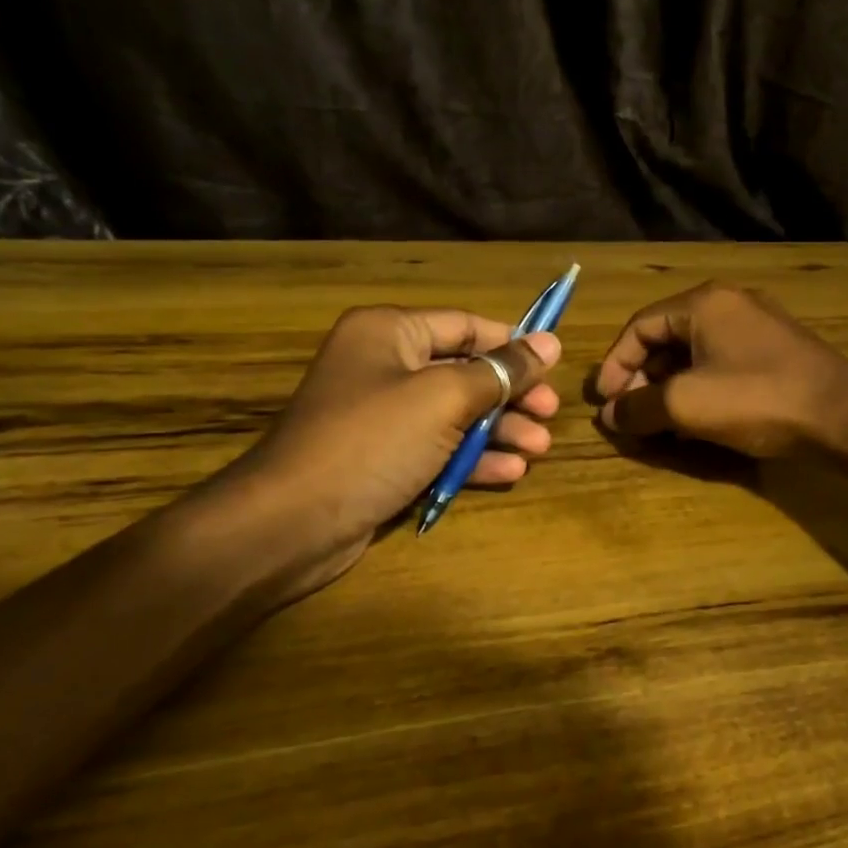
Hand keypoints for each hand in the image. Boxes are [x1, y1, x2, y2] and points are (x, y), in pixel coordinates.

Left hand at [213, 306, 560, 595]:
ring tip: (538, 450)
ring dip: (499, 431)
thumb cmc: (372, 441)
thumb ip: (501, 371)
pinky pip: (438, 448)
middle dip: (510, 395)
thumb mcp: (445, 399)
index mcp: (389, 332)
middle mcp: (384, 366)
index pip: (465, 325)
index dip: (512, 343)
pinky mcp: (385, 459)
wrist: (293, 523)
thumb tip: (550, 342)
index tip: (553, 366)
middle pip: (464, 371)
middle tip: (549, 415)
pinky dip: (472, 459)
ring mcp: (383, 416)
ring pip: (455, 414)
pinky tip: (510, 473)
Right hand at [594, 282, 847, 457]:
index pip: (639, 326)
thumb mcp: (686, 405)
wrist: (844, 416)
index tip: (604, 401)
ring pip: (694, 354)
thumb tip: (610, 416)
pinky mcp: (776, 352)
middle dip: (642, 378)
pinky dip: (699, 389)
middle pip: (666, 338)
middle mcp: (729, 305)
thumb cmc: (757, 399)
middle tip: (630, 415)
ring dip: (668, 387)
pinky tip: (695, 421)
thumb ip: (639, 407)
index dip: (614, 364)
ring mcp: (757, 326)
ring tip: (658, 423)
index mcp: (703, 303)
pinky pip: (721, 364)